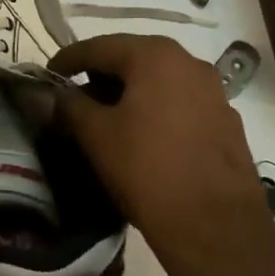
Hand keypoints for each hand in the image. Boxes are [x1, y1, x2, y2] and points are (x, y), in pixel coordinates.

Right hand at [49, 34, 269, 260]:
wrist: (217, 228)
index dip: (68, 59)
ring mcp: (214, 92)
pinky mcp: (226, 122)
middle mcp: (189, 63)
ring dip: (129, 94)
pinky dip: (156, 111)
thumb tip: (56, 94)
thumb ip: (70, 106)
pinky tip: (144, 138)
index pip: (99, 47)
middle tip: (74, 99)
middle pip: (132, 60)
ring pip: (159, 82)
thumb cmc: (148, 170)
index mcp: (156, 56)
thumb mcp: (97, 136)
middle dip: (100, 77)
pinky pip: (181, 104)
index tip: (48, 75)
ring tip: (106, 120)